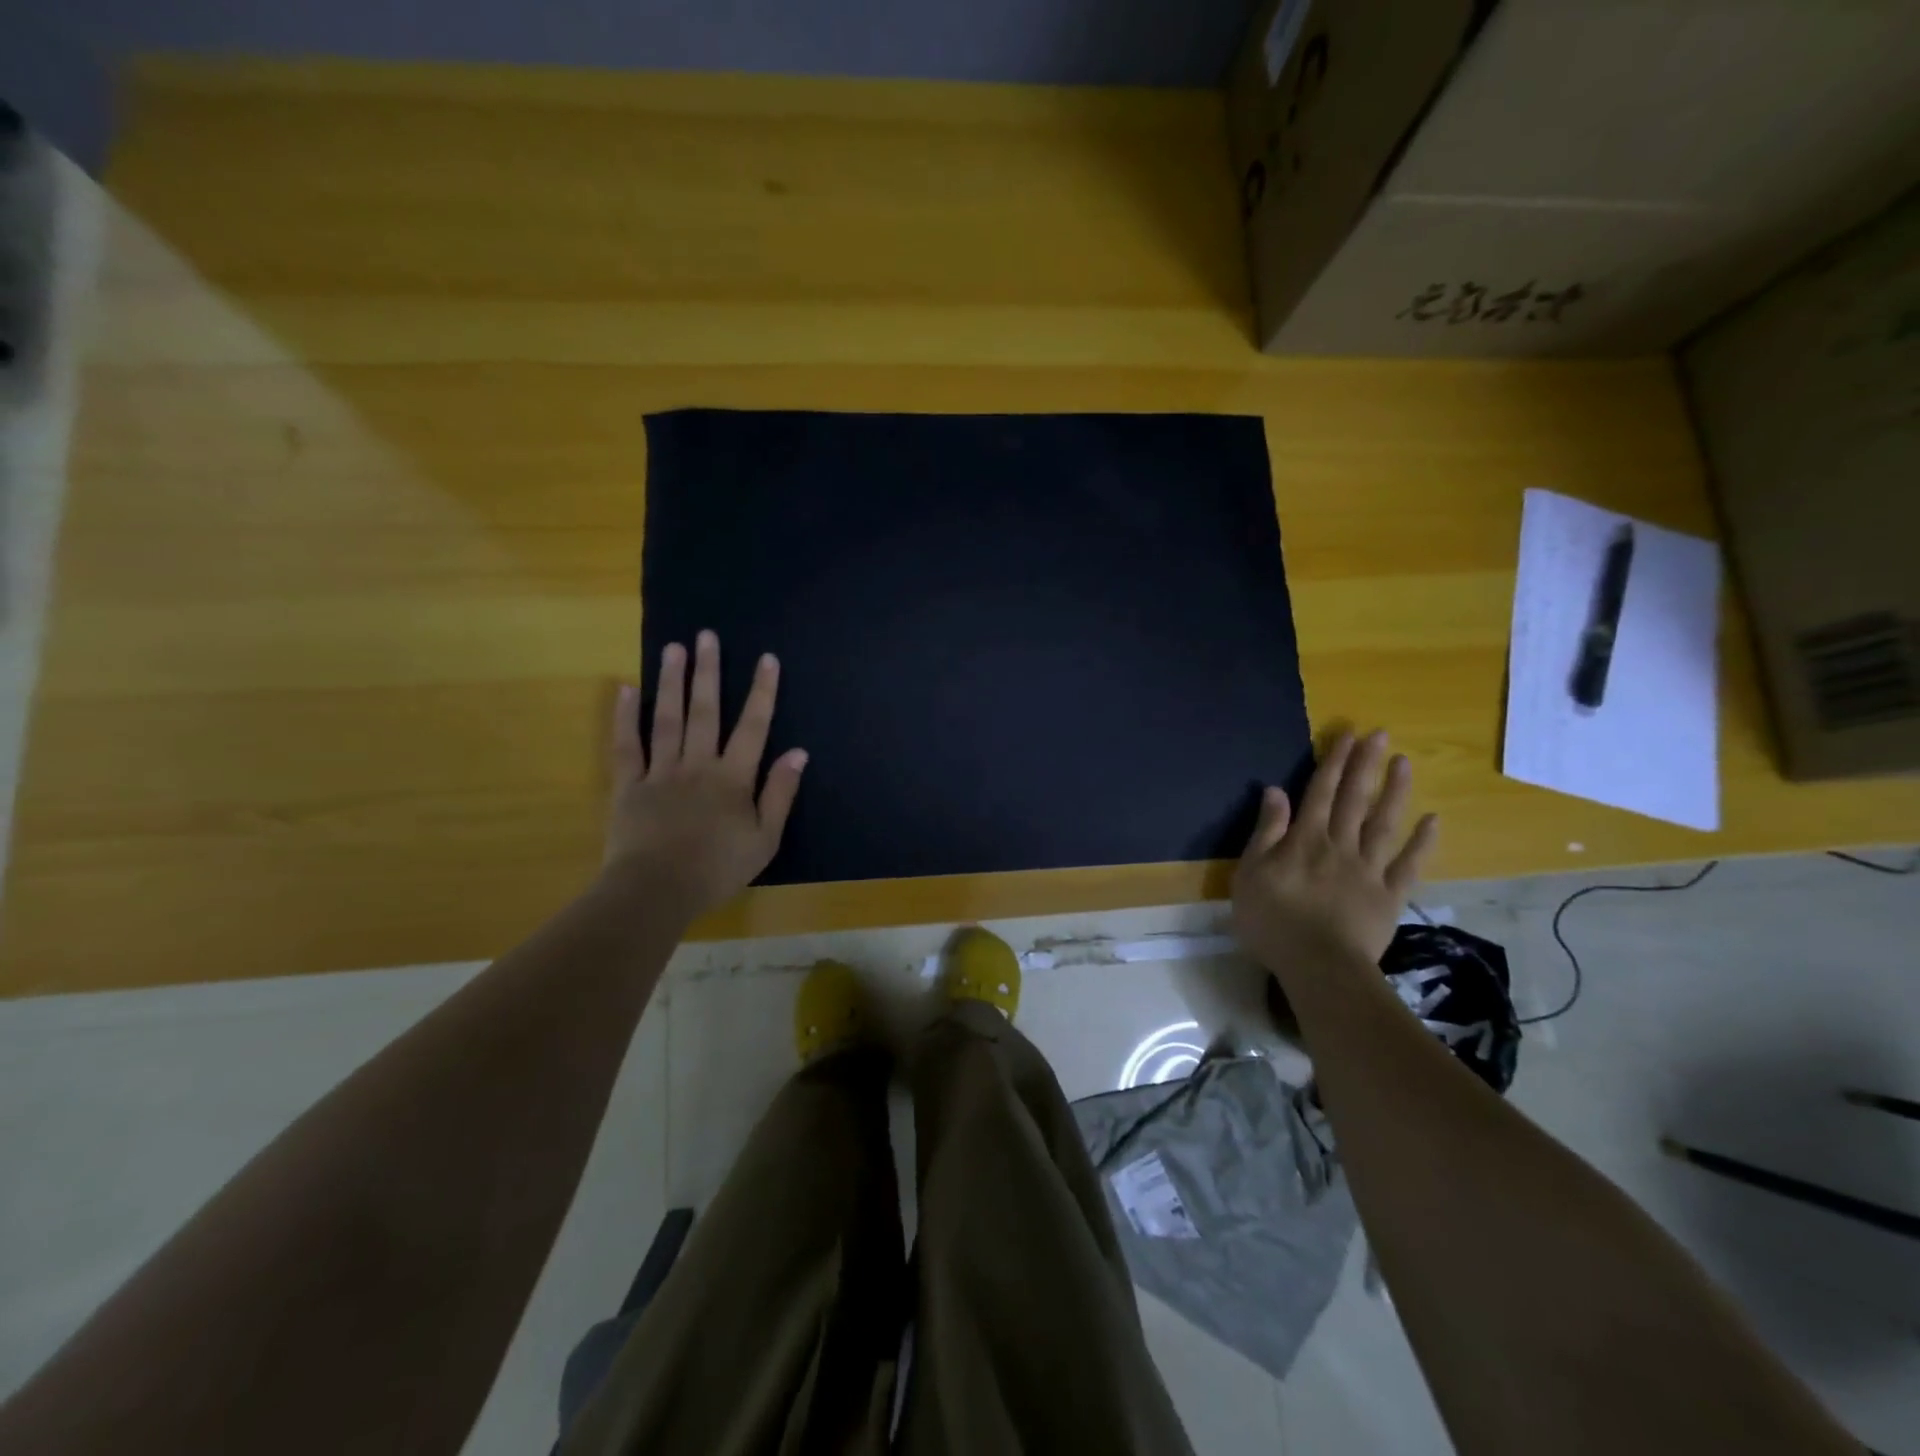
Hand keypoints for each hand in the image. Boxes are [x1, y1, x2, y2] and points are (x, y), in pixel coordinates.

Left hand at [604, 630, 807, 916]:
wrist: (656, 892)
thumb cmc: (717, 869)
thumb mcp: (765, 839)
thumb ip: (780, 794)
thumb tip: (799, 753)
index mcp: (733, 778)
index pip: (753, 727)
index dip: (762, 692)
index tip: (766, 659)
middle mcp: (698, 764)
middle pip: (705, 711)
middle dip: (708, 672)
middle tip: (707, 635)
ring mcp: (660, 772)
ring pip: (667, 719)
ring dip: (671, 682)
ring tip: (673, 648)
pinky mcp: (628, 785)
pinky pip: (627, 745)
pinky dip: (625, 717)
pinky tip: (626, 689)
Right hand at [1232, 730, 1437, 972]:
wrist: (1318, 965)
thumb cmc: (1272, 920)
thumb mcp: (1251, 873)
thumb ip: (1266, 831)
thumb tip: (1275, 791)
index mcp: (1304, 839)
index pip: (1319, 792)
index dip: (1332, 762)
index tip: (1346, 735)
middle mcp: (1339, 845)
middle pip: (1354, 799)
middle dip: (1364, 765)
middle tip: (1379, 734)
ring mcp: (1369, 869)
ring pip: (1383, 823)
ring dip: (1394, 791)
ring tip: (1404, 763)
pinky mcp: (1390, 895)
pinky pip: (1408, 864)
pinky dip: (1422, 842)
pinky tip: (1433, 821)